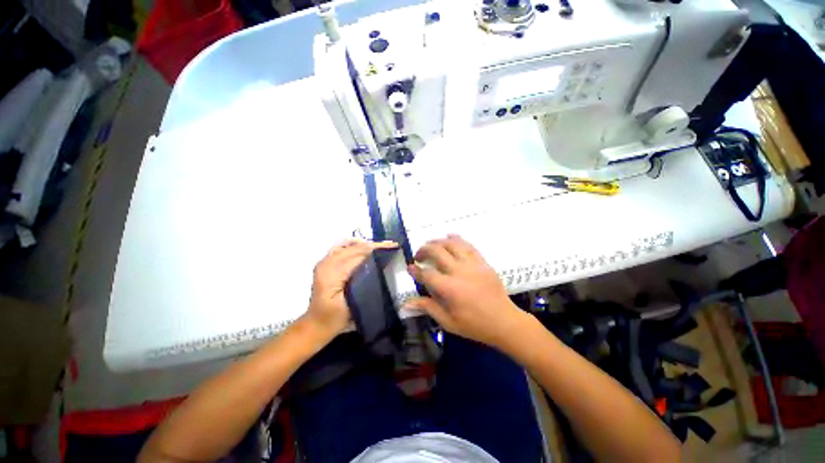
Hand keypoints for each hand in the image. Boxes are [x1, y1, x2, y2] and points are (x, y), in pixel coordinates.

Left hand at [306, 239, 397, 339]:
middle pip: (353, 248)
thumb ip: (361, 283)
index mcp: (331, 273)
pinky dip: (354, 245)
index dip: (375, 250)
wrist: (317, 324)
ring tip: (381, 246)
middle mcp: (326, 263)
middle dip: (373, 245)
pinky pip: (341, 248)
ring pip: (348, 246)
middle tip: (391, 245)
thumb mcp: (350, 304)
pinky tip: (364, 246)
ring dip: (365, 245)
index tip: (392, 247)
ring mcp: (324, 262)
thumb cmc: (335, 317)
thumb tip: (375, 265)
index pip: (357, 255)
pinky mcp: (326, 263)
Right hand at [405, 234, 525, 349]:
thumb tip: (406, 303)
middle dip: (424, 250)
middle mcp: (459, 271)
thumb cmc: (474, 325)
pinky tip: (450, 236)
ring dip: (438, 242)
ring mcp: (472, 264)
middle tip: (418, 255)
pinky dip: (457, 239)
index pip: (426, 274)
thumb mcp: (448, 322)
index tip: (409, 267)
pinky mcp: (482, 262)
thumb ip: (428, 307)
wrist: (504, 321)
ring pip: (452, 244)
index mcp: (449, 288)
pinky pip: (468, 245)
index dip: (415, 270)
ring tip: (431, 244)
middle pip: (437, 252)